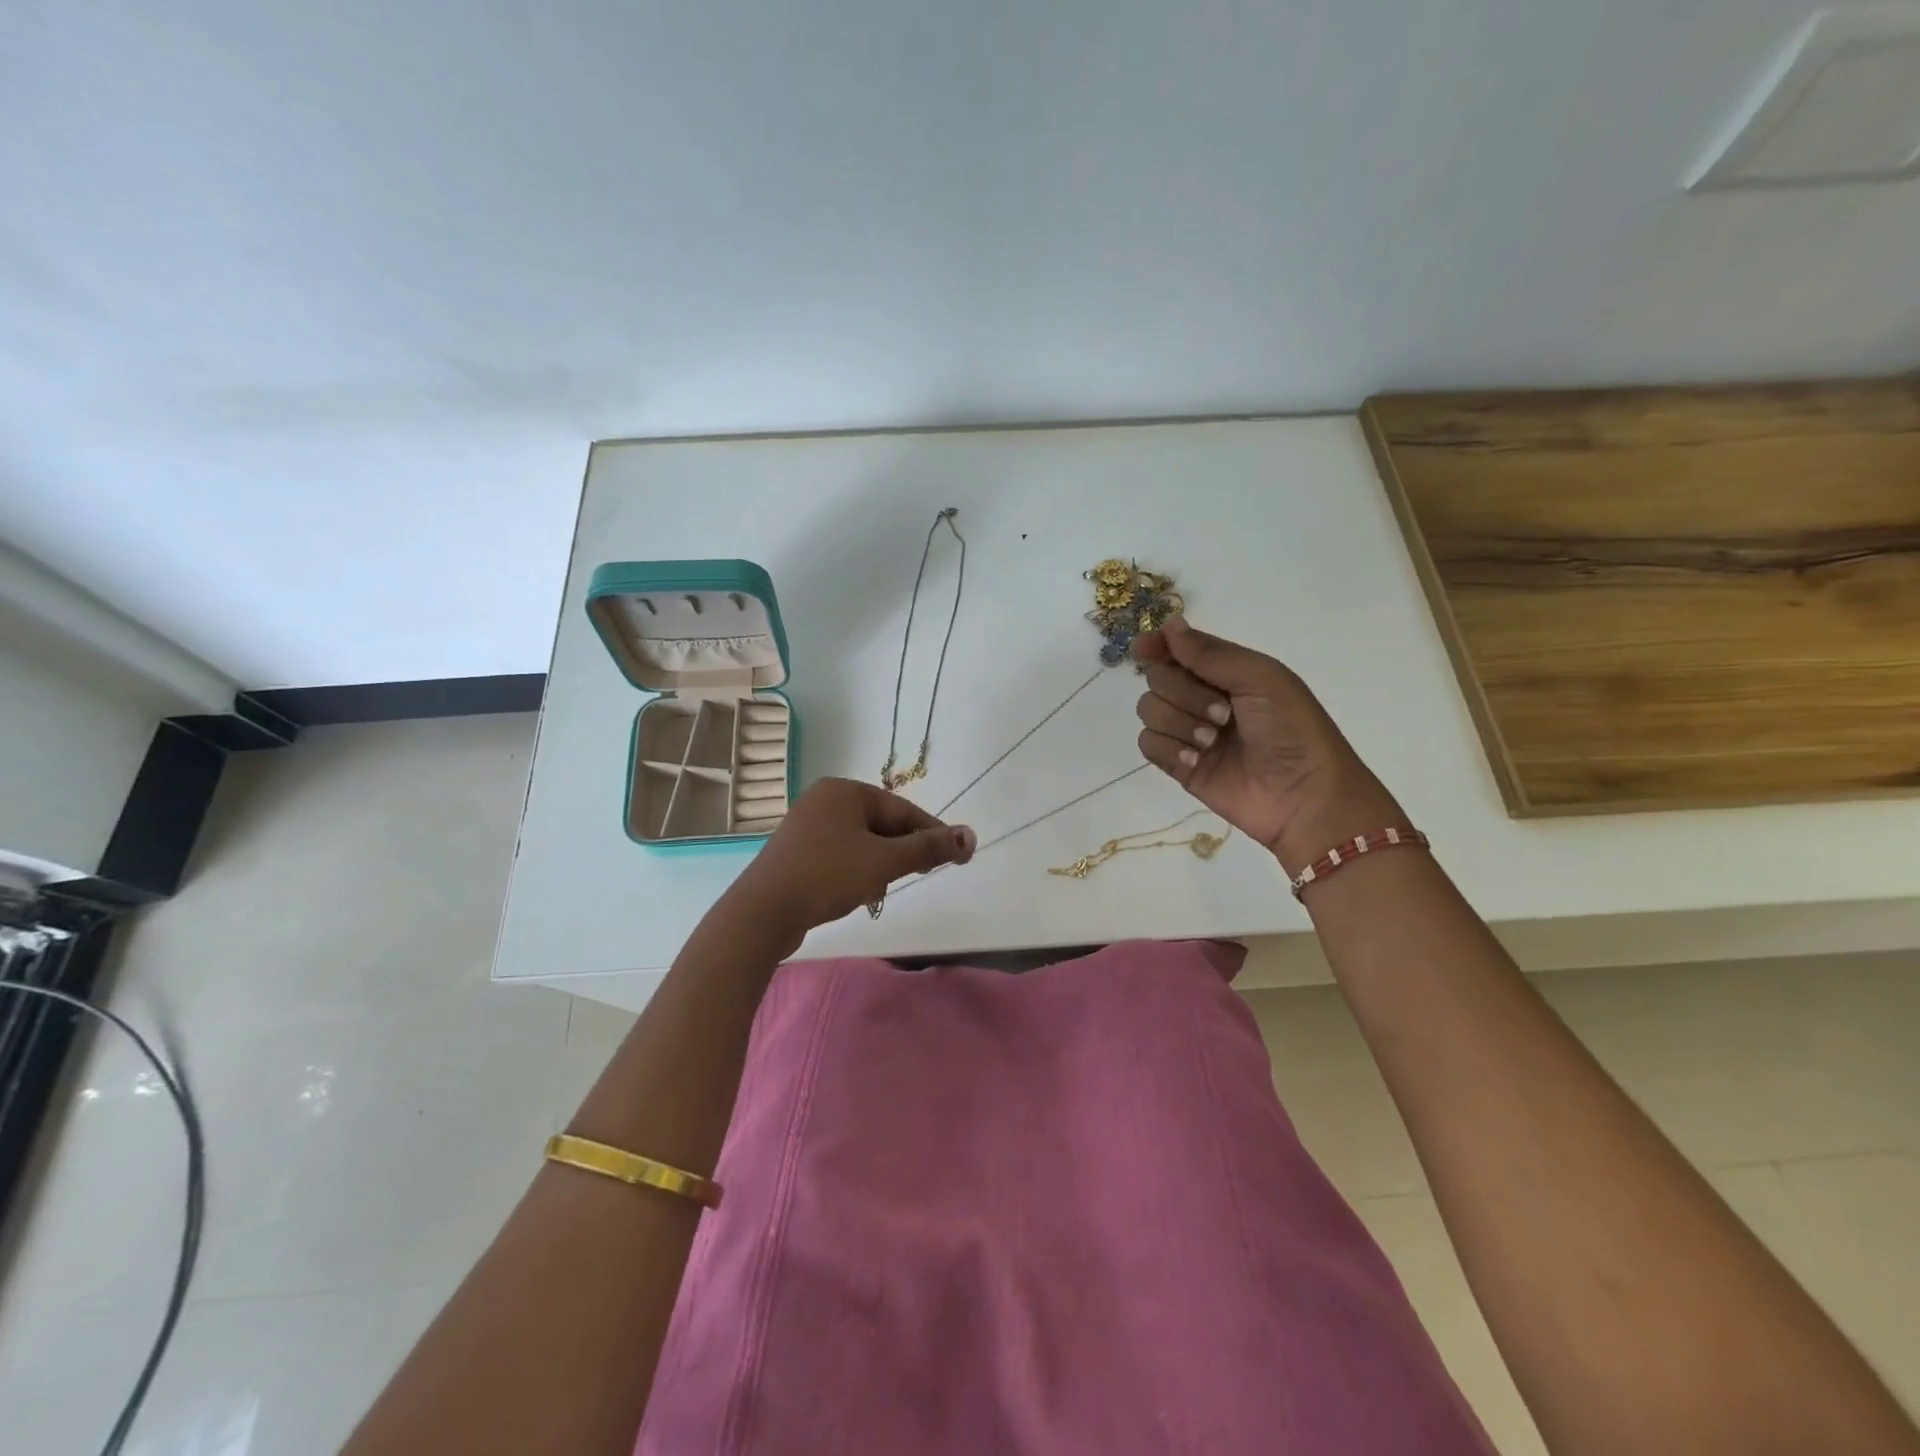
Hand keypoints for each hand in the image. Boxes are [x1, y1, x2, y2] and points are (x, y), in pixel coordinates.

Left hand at [725, 778, 975, 950]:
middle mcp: (824, 800)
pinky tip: (856, 893)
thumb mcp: (884, 862)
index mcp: (844, 790)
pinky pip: (841, 855)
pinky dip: (856, 871)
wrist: (762, 913)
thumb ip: (928, 848)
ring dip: (879, 865)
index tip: (957, 856)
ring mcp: (807, 826)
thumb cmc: (827, 876)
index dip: (932, 834)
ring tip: (878, 889)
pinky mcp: (797, 853)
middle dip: (901, 853)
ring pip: (862, 843)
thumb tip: (970, 836)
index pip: (902, 809)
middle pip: (882, 825)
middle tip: (918, 876)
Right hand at [1133, 617, 1404, 872]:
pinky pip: (1148, 744)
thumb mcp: (1260, 678)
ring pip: (1149, 710)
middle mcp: (1201, 697)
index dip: (1157, 645)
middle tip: (1223, 714)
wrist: (1302, 795)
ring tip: (1212, 742)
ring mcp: (1187, 732)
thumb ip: (1211, 653)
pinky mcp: (1178, 765)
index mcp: (1225, 672)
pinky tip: (1196, 760)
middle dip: (1183, 693)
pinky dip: (1169, 749)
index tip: (1144, 648)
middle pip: (1157, 678)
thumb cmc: (1292, 730)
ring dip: (1179, 723)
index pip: (1177, 649)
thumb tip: (1169, 624)